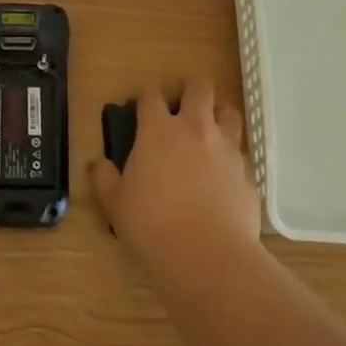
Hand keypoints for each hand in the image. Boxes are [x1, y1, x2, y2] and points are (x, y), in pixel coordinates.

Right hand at [90, 78, 261, 268]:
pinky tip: (224, 176)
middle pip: (199, 87)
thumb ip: (104, 178)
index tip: (142, 99)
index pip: (151, 93)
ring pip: (230, 112)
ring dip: (219, 115)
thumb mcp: (115, 204)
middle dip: (190, 88)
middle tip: (181, 104)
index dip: (146, 91)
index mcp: (158, 130)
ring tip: (209, 131)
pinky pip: (242, 154)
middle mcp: (195, 129)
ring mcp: (226, 149)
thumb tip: (97, 164)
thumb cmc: (152, 225)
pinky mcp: (248, 174)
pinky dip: (232, 157)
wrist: (208, 258)